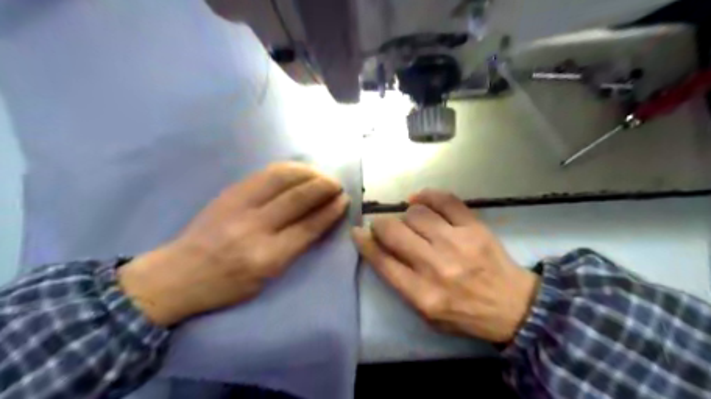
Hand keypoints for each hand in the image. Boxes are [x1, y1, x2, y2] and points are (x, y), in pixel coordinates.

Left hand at [118, 162, 348, 326]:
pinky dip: (288, 169)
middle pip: (298, 199)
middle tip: (337, 185)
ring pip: (282, 179)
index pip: (308, 228)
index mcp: (266, 258)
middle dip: (324, 187)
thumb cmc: (227, 285)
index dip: (330, 211)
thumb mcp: (266, 279)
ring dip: (308, 173)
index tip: (344, 201)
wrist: (178, 274)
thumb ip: (293, 249)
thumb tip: (318, 221)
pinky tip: (299, 171)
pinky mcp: (229, 192)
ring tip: (321, 175)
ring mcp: (239, 206)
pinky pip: (265, 174)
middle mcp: (254, 229)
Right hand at [353, 190, 542, 341]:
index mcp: (422, 294)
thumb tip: (380, 250)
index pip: (382, 261)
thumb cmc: (464, 314)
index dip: (364, 243)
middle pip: (394, 231)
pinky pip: (445, 200)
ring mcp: (457, 243)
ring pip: (416, 213)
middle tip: (385, 227)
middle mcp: (436, 266)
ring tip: (412, 221)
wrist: (513, 307)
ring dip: (407, 216)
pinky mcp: (474, 227)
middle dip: (381, 225)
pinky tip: (421, 200)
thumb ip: (401, 285)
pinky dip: (428, 196)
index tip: (357, 232)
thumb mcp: (426, 314)